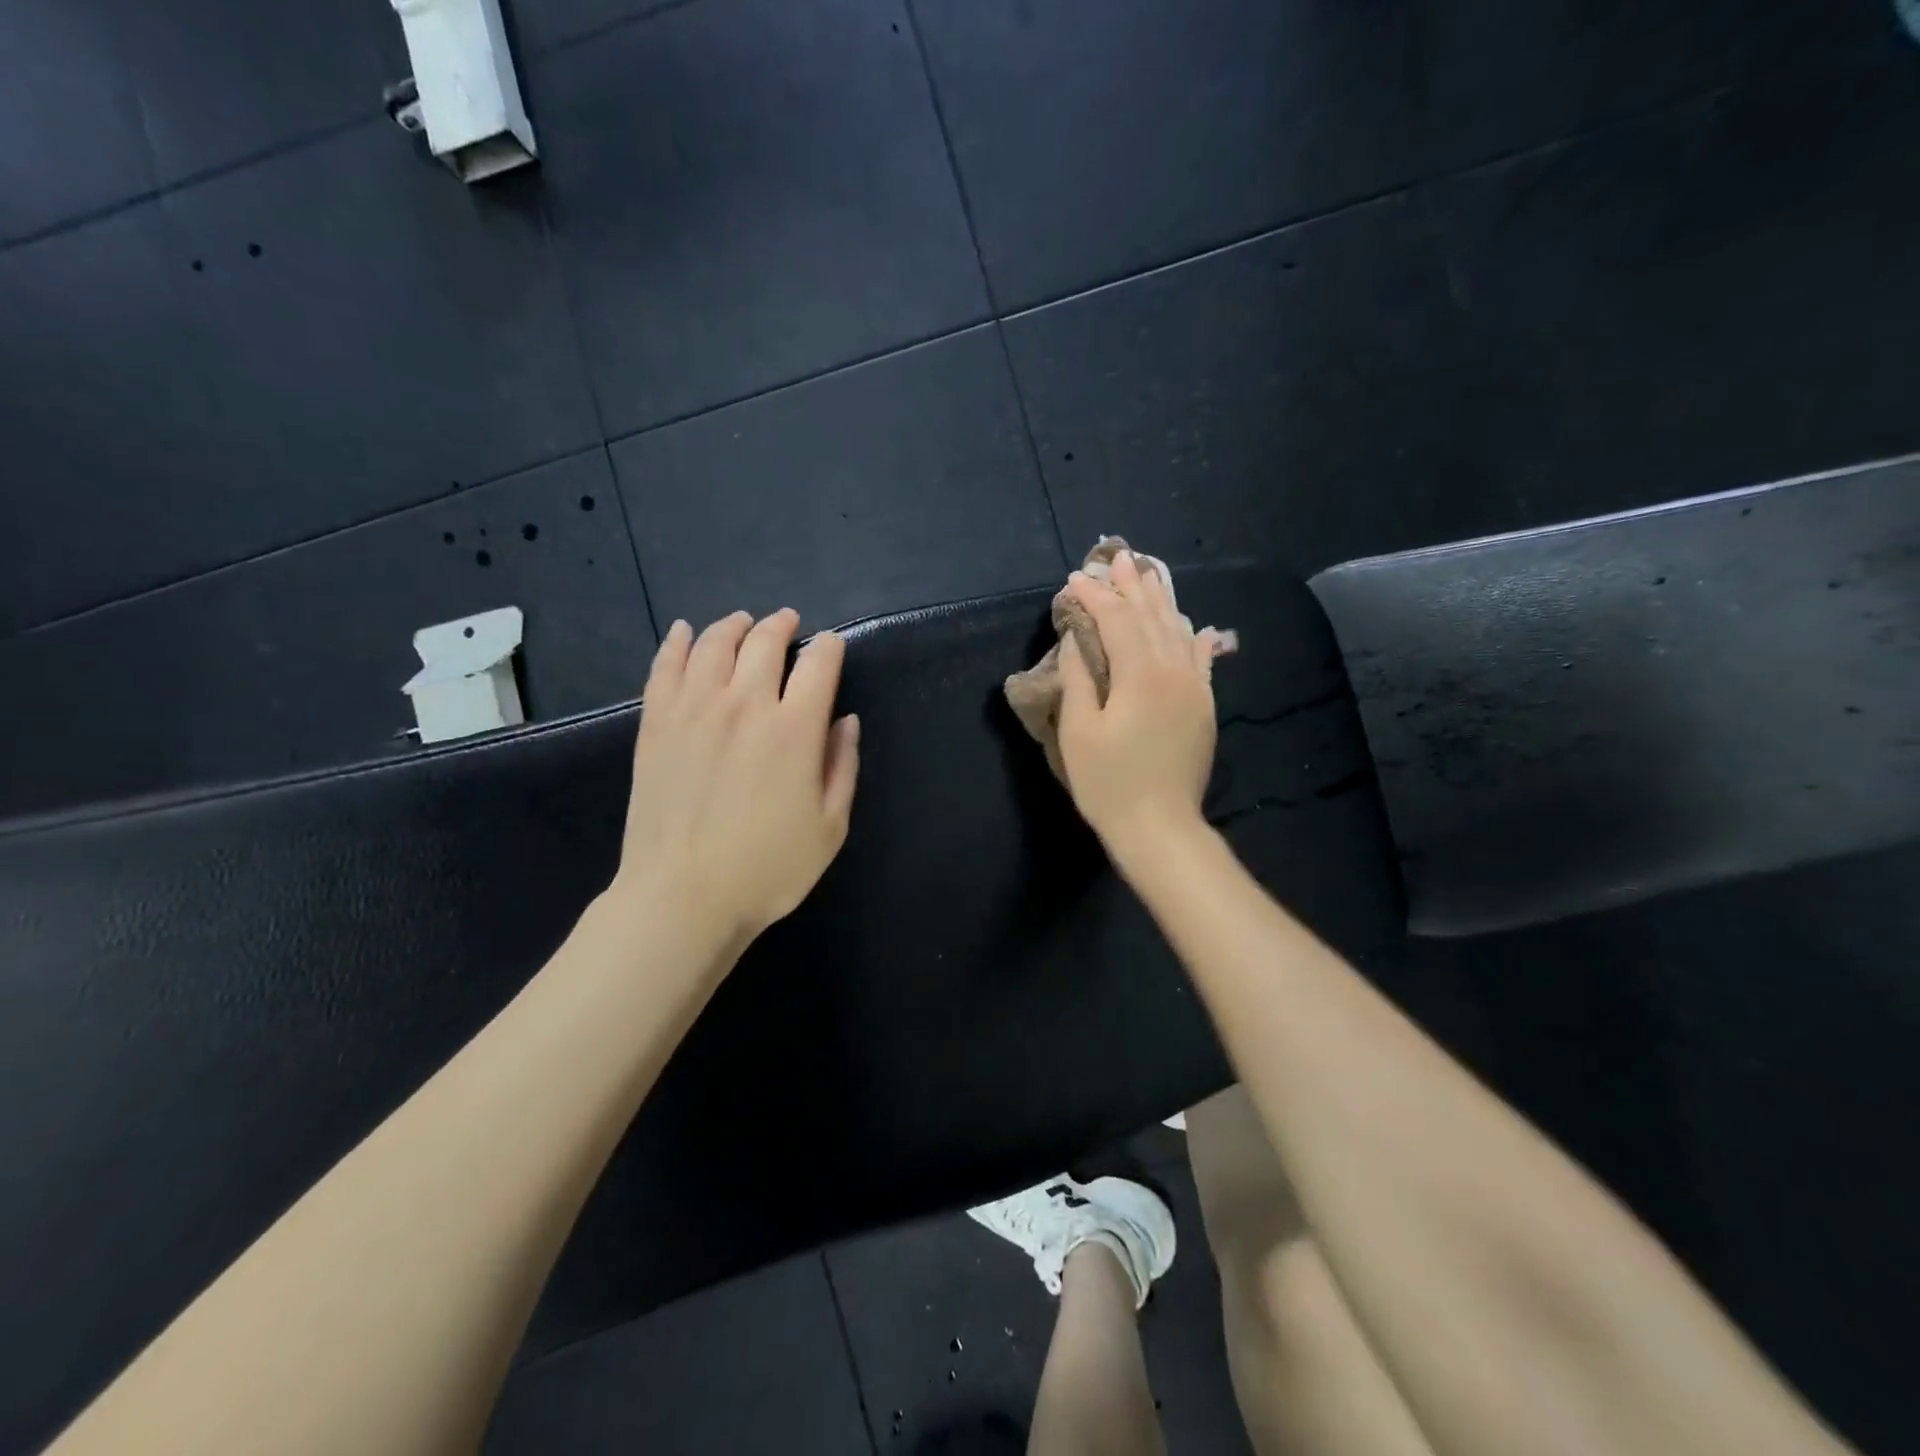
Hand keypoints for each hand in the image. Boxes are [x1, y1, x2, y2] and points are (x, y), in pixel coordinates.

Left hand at [613, 609, 859, 942]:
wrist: (682, 897)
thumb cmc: (767, 869)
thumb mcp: (830, 827)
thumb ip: (842, 766)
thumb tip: (845, 721)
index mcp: (794, 729)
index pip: (818, 665)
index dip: (829, 648)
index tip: (830, 645)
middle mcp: (745, 705)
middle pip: (765, 643)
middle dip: (782, 626)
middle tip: (788, 622)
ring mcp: (694, 710)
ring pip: (715, 645)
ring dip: (734, 626)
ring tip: (743, 622)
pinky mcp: (656, 723)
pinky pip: (666, 666)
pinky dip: (678, 642)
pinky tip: (686, 632)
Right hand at [1057, 550, 1220, 860]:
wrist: (1160, 826)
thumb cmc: (1108, 782)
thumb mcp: (1079, 731)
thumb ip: (1078, 678)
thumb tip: (1077, 640)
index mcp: (1140, 674)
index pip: (1117, 621)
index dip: (1095, 597)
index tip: (1074, 579)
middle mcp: (1173, 671)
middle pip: (1152, 617)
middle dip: (1133, 586)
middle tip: (1119, 558)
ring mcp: (1194, 688)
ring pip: (1178, 631)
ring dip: (1162, 601)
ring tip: (1150, 575)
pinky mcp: (1203, 707)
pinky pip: (1200, 660)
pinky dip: (1193, 637)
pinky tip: (1193, 625)